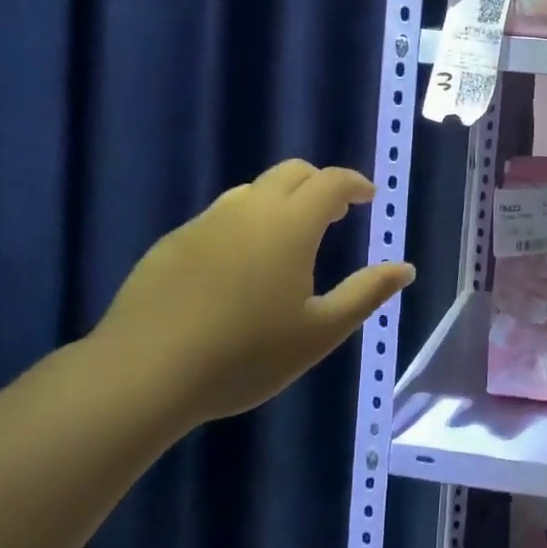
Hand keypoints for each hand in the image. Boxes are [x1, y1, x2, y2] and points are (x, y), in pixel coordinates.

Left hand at [93, 160, 414, 428]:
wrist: (142, 375)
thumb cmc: (244, 355)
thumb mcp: (319, 332)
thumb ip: (366, 293)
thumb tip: (404, 268)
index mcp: (290, 224)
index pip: (331, 181)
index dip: (354, 184)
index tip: (368, 197)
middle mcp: (249, 209)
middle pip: (291, 172)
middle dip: (319, 184)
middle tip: (333, 215)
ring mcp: (205, 223)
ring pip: (252, 192)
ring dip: (280, 201)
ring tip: (288, 239)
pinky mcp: (172, 243)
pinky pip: (219, 217)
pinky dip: (244, 224)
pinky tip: (237, 268)